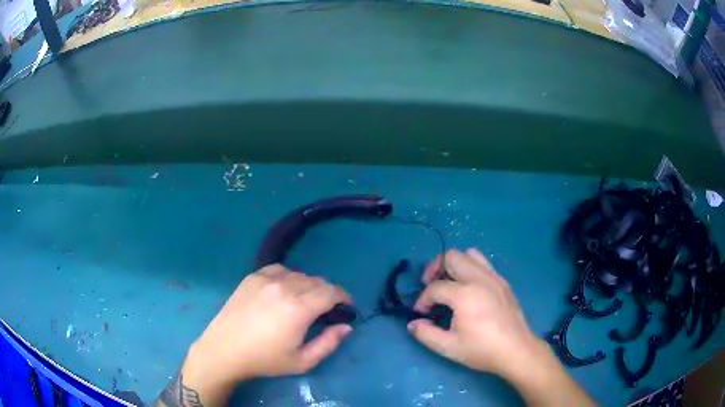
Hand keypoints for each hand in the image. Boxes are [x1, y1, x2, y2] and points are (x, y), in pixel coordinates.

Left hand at [170, 265, 352, 405]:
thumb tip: (346, 326)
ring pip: (299, 274)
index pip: (331, 292)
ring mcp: (265, 279)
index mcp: (299, 308)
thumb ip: (329, 343)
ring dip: (308, 286)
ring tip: (304, 301)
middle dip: (327, 293)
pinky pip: (279, 270)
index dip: (343, 296)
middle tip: (325, 309)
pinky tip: (283, 291)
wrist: (225, 350)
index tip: (346, 306)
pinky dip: (288, 277)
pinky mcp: (252, 277)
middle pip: (317, 281)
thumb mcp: (302, 361)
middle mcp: (284, 287)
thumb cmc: (265, 359)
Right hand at [407, 249, 545, 379]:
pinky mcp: (503, 281)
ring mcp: (494, 277)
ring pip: (469, 254)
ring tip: (450, 283)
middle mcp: (479, 279)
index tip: (421, 313)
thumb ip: (426, 334)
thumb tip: (413, 323)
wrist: (516, 350)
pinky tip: (469, 289)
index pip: (435, 287)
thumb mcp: (449, 347)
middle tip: (430, 286)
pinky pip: (483, 264)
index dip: (422, 299)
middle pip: (451, 257)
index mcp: (465, 295)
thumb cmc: (483, 350)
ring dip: (455, 264)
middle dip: (435, 268)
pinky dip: (470, 268)